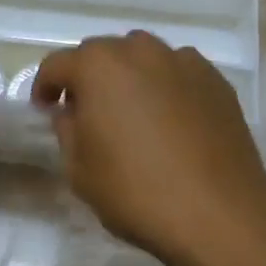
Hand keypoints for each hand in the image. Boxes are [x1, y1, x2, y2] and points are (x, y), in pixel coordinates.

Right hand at [33, 31, 265, 261]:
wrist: (219, 214)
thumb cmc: (137, 192)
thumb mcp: (79, 169)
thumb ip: (67, 130)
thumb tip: (71, 112)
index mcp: (98, 66)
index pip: (57, 65)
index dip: (45, 88)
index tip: (46, 111)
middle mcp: (139, 50)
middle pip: (101, 54)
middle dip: (89, 78)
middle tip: (89, 114)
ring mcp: (182, 61)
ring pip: (142, 58)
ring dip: (129, 77)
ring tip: (134, 114)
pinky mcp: (214, 79)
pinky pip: (177, 73)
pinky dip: (166, 86)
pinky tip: (172, 121)